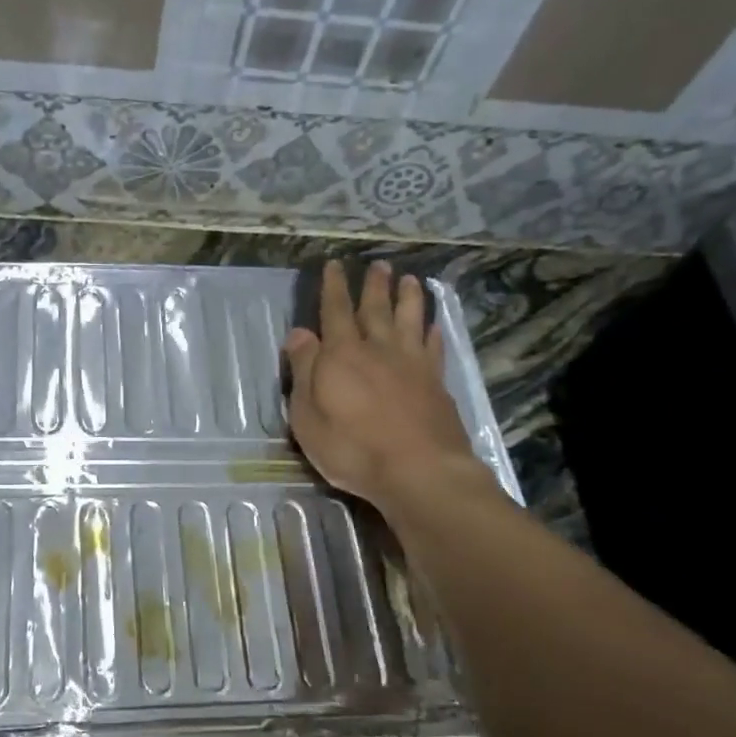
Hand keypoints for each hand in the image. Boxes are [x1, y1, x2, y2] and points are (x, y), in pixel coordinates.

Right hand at [283, 261, 495, 512]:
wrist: (419, 471)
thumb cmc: (352, 448)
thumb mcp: (308, 415)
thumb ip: (304, 370)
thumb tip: (299, 333)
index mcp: (342, 356)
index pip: (335, 312)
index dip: (333, 287)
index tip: (335, 265)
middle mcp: (378, 350)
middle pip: (376, 310)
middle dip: (374, 286)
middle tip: (379, 265)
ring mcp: (412, 365)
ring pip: (410, 321)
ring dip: (408, 299)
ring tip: (410, 280)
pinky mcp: (436, 384)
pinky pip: (433, 349)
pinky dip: (432, 333)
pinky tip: (434, 326)